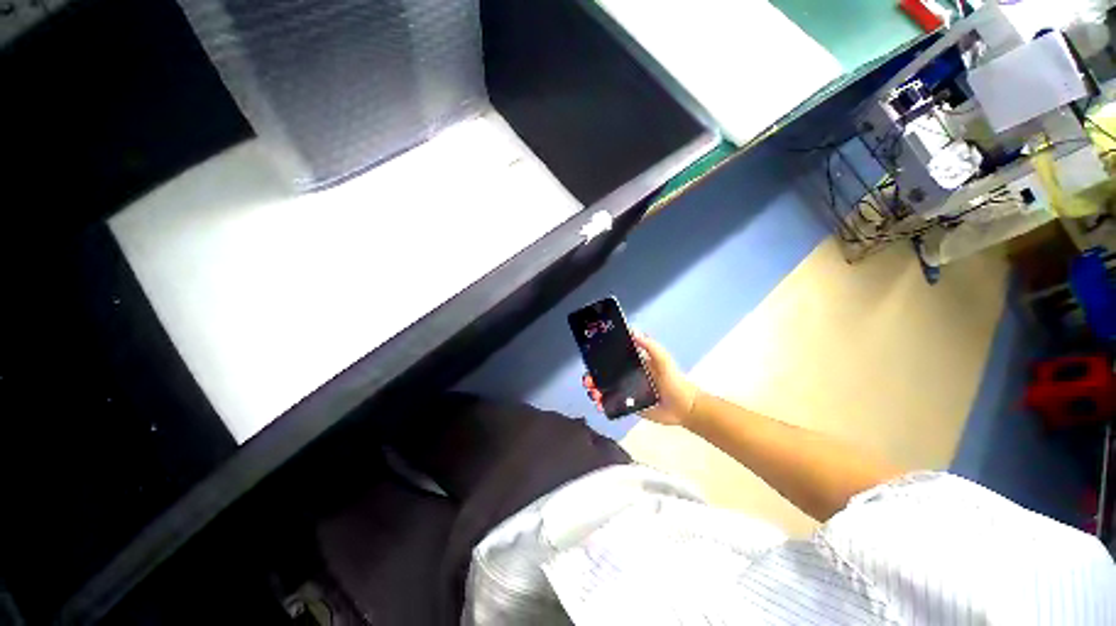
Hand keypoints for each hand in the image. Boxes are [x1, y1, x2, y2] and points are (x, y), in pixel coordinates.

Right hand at [582, 331, 698, 426]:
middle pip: (604, 374)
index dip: (598, 358)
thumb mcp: (662, 359)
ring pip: (604, 389)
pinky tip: (599, 405)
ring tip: (593, 393)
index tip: (589, 359)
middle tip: (588, 380)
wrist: (684, 407)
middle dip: (592, 376)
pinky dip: (602, 404)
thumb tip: (632, 330)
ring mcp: (626, 391)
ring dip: (595, 390)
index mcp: (632, 363)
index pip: (611, 358)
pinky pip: (611, 404)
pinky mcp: (628, 405)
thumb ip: (649, 345)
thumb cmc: (673, 380)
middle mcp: (626, 376)